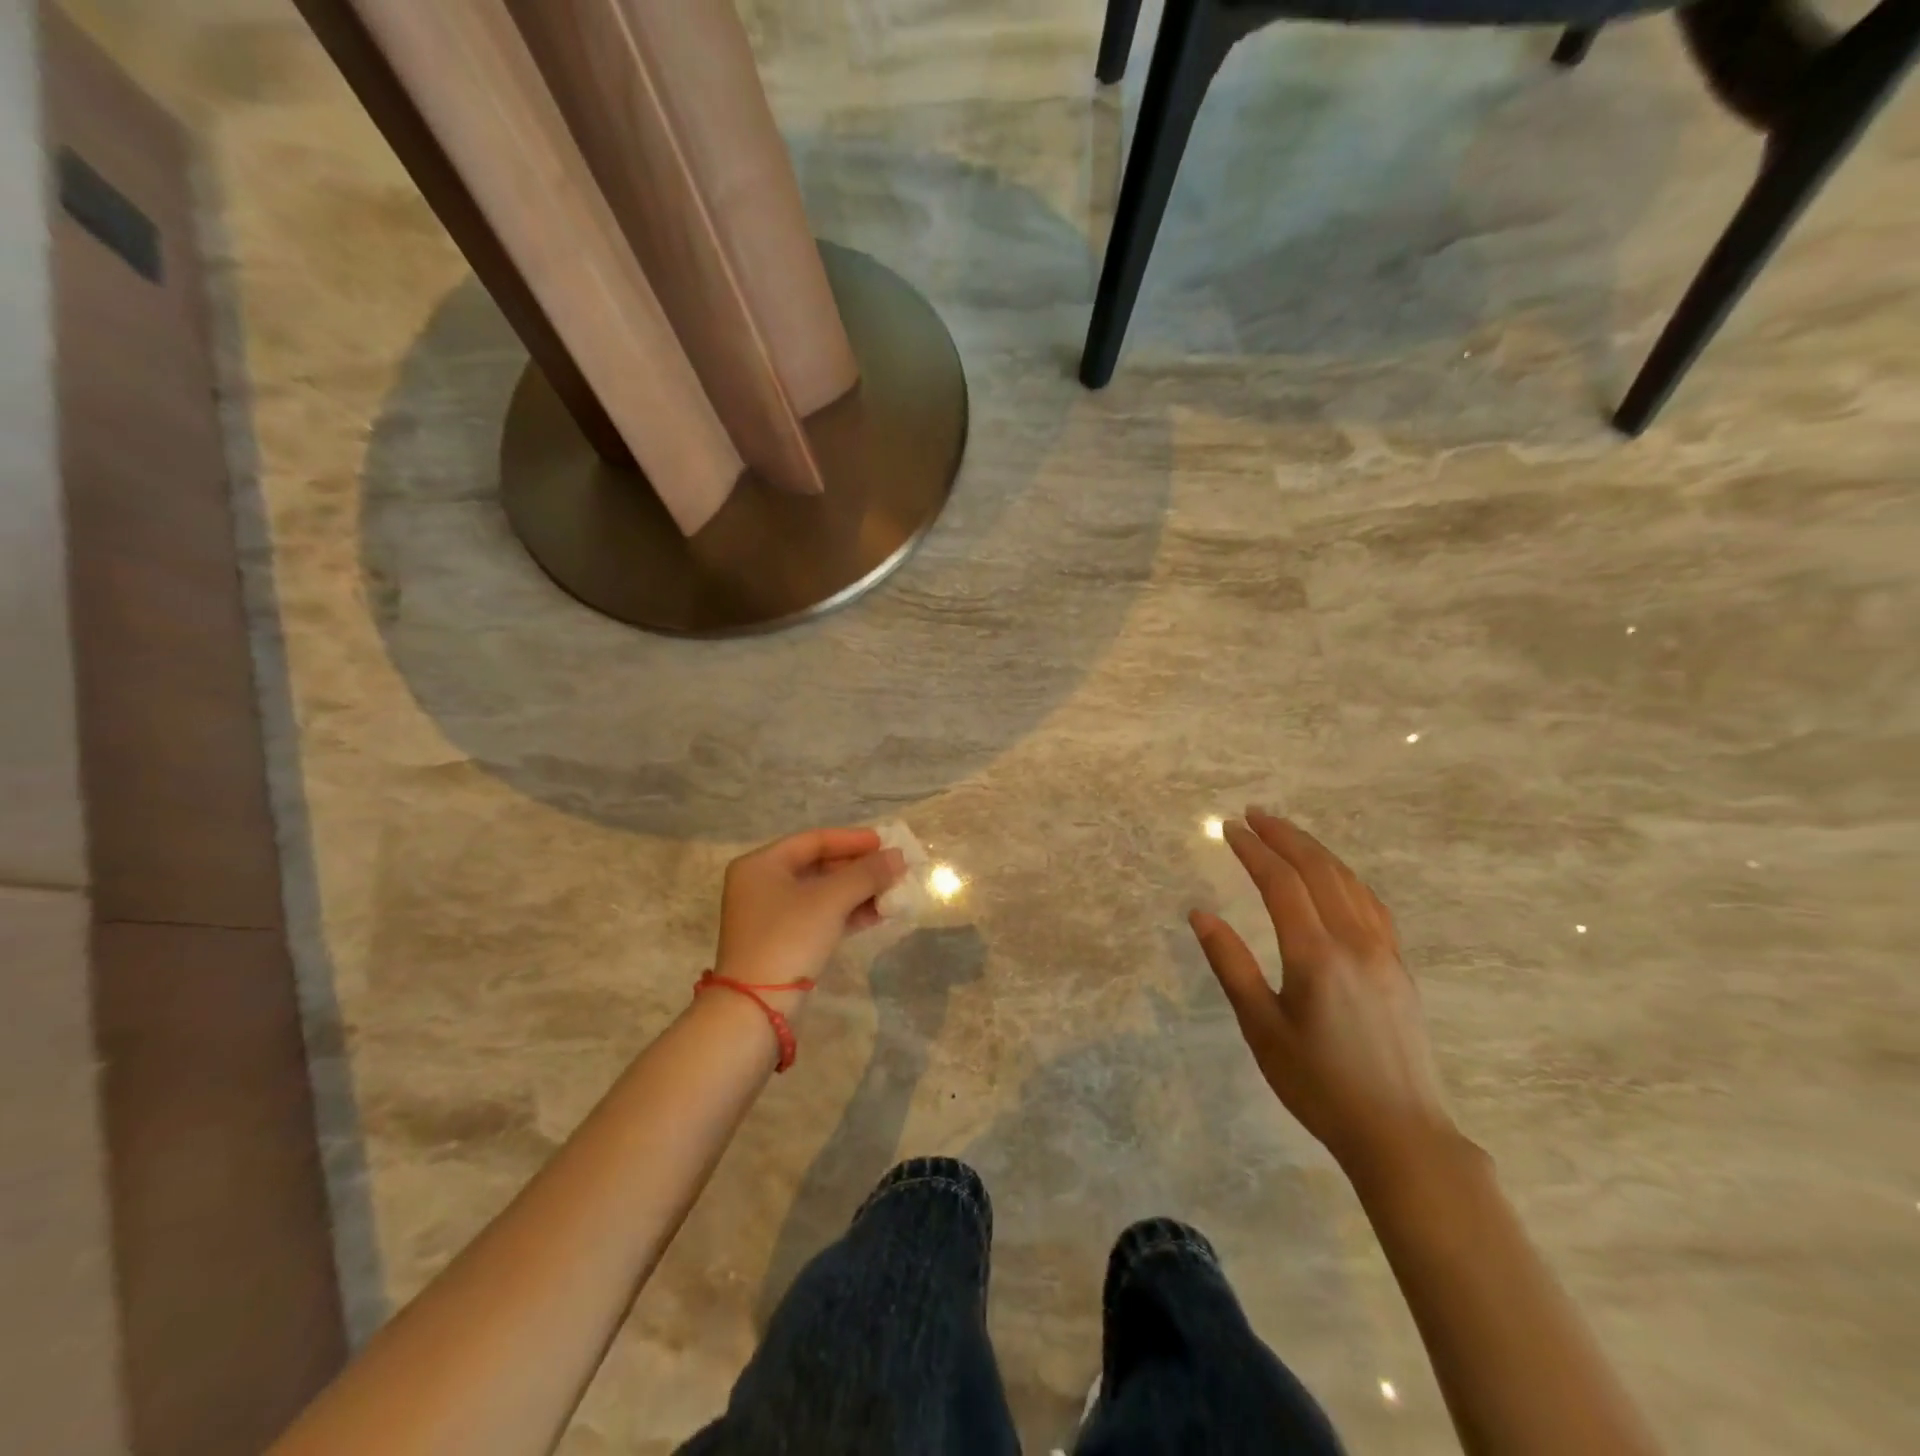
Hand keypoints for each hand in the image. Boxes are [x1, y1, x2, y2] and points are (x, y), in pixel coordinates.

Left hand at [713, 828, 905, 990]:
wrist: (756, 1007)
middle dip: (858, 868)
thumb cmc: (788, 938)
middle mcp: (762, 884)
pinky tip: (877, 914)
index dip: (852, 840)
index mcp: (761, 864)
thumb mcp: (830, 900)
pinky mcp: (783, 941)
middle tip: (893, 869)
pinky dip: (847, 913)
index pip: (814, 840)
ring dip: (858, 892)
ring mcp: (771, 915)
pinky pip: (820, 916)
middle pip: (818, 865)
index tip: (885, 843)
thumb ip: (866, 874)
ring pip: (822, 893)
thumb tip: (898, 856)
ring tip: (893, 893)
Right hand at [1190, 809, 1458, 1181]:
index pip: (1281, 883)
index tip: (1228, 828)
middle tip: (1253, 814)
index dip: (1253, 850)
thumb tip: (1200, 914)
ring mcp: (1384, 952)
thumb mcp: (1261, 1028)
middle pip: (1318, 870)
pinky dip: (1345, 876)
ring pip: (1348, 881)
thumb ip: (1231, 965)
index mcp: (1316, 956)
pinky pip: (1371, 903)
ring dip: (1315, 849)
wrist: (1401, 1134)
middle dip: (1284, 836)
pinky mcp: (1399, 966)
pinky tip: (1334, 875)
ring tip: (1286, 832)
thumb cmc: (1318, 1085)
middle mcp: (1354, 942)